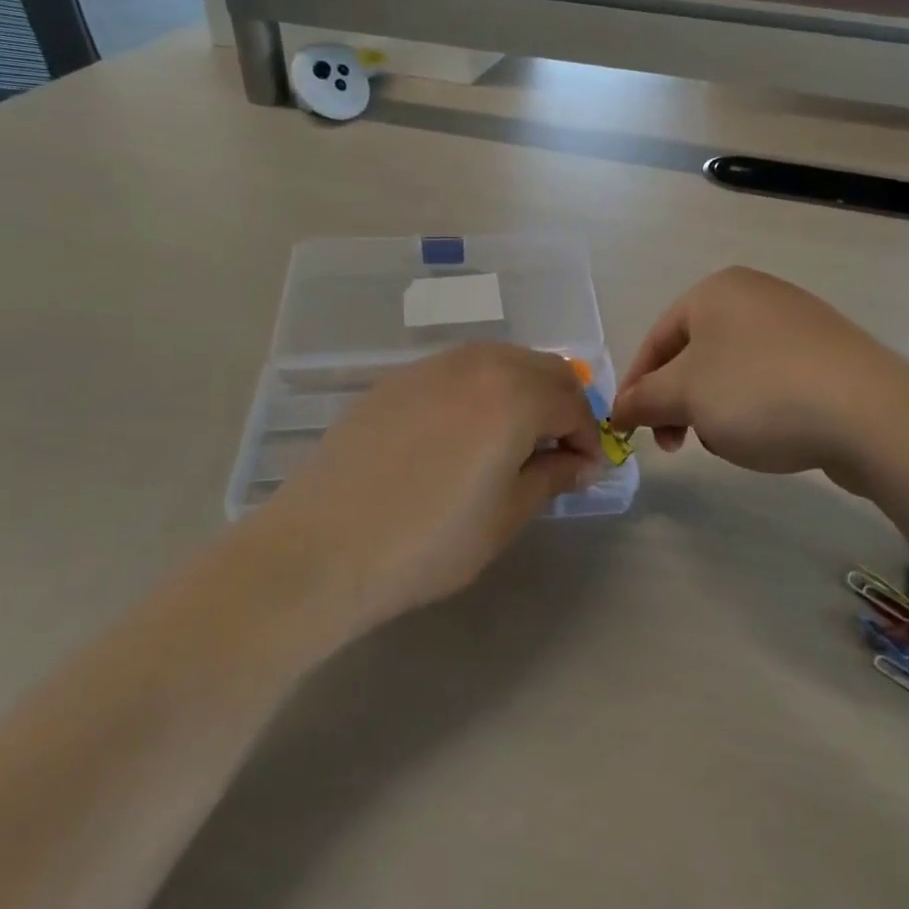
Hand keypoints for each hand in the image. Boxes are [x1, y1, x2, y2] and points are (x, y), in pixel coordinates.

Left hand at [264, 345, 602, 628]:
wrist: (321, 547)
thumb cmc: (428, 541)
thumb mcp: (505, 516)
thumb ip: (551, 476)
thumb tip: (581, 461)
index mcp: (514, 395)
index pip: (573, 404)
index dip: (588, 438)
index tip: (584, 472)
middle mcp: (478, 363)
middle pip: (543, 368)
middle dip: (563, 405)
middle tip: (557, 451)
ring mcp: (432, 366)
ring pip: (500, 360)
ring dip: (523, 390)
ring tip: (514, 439)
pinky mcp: (396, 379)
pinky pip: (458, 370)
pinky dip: (481, 389)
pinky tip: (463, 431)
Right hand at [611, 266, 908, 487]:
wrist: (870, 413)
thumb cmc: (759, 392)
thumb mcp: (685, 396)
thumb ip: (643, 400)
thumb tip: (618, 409)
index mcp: (716, 290)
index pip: (656, 338)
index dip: (637, 386)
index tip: (629, 429)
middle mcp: (756, 295)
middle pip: (694, 354)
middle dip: (678, 402)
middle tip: (675, 443)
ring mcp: (797, 323)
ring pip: (731, 371)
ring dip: (716, 409)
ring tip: (729, 442)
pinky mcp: (828, 355)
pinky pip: (771, 380)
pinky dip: (757, 408)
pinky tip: (769, 436)